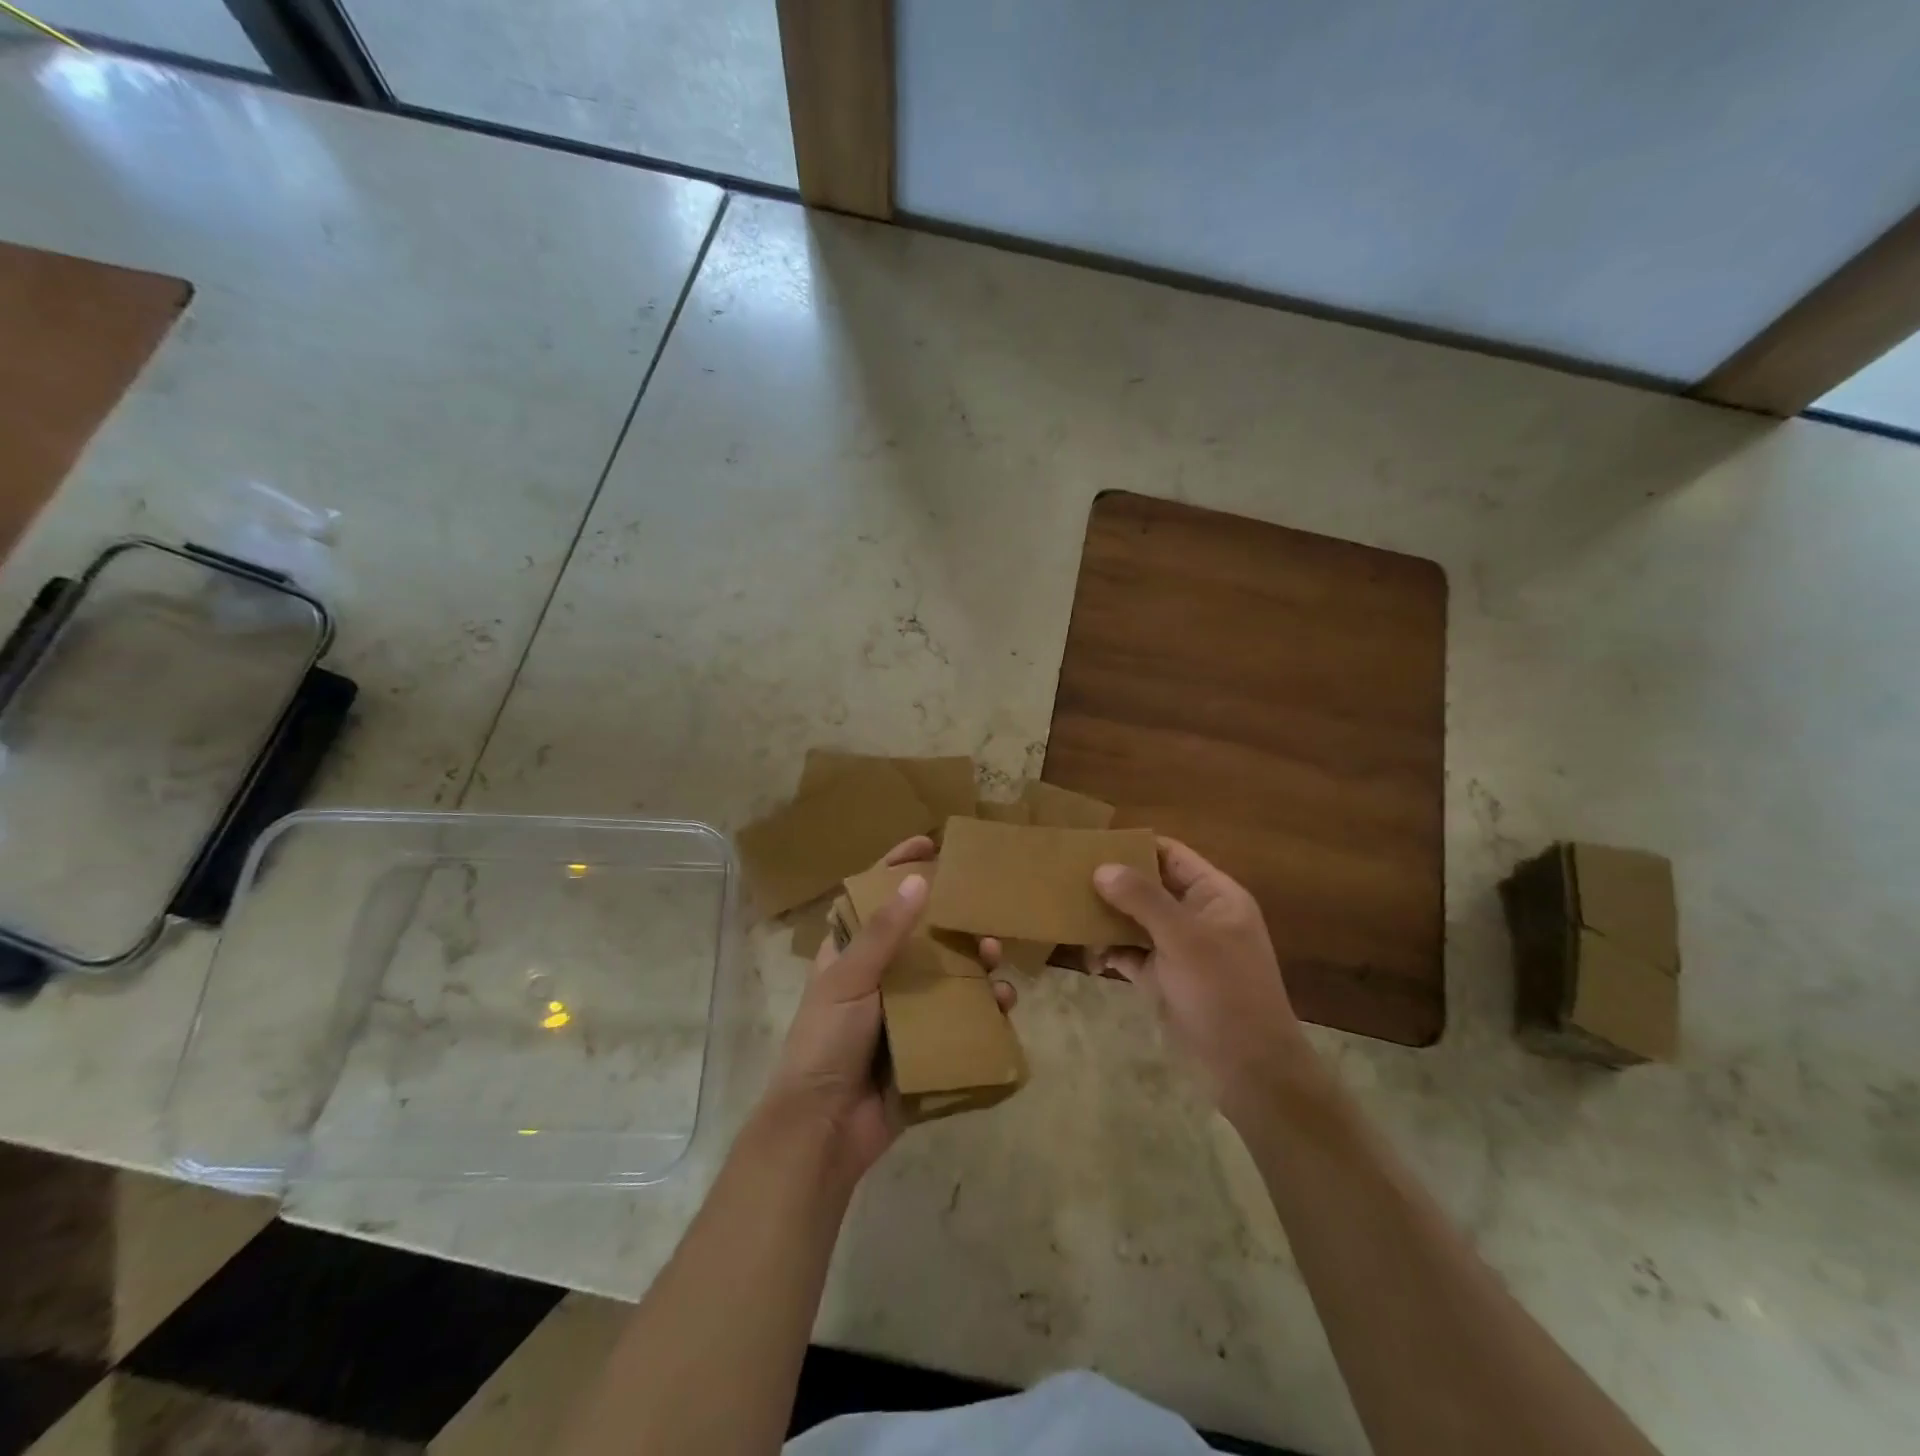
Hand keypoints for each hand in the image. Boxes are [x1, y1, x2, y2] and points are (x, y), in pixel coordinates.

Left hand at [763, 836, 1014, 1185]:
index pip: (877, 899)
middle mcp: (881, 978)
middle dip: (955, 921)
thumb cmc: (825, 1042)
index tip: (931, 842)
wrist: (823, 1130)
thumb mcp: (848, 979)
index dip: (898, 867)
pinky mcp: (927, 1047)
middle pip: (923, 936)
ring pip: (949, 976)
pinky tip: (1002, 1004)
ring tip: (998, 958)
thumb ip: (883, 933)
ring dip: (977, 964)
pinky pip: (961, 1020)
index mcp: (851, 954)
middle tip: (984, 909)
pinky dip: (984, 1010)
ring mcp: (905, 1013)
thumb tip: (916, 880)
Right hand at [1093, 838, 1317, 1114]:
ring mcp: (1179, 948)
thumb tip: (1101, 868)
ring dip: (1105, 921)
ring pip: (1135, 921)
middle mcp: (1196, 915)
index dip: (1134, 846)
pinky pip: (1130, 954)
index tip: (1090, 844)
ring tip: (1069, 918)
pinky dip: (1110, 953)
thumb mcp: (1184, 939)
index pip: (1170, 855)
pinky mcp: (1164, 978)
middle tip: (1067, 880)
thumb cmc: (1224, 992)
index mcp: (1214, 895)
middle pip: (1147, 886)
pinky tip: (1090, 960)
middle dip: (1111, 884)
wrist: (1250, 1070)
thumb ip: (1142, 899)